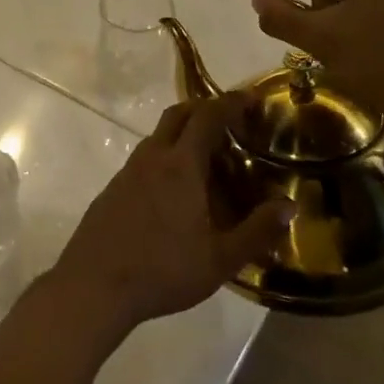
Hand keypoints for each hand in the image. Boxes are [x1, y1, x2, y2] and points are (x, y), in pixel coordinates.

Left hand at [46, 94, 294, 333]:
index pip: (207, 117)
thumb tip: (290, 206)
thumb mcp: (220, 260)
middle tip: (230, 122)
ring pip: (158, 136)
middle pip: (178, 115)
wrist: (94, 286)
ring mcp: (127, 171)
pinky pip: (144, 158)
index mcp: (180, 166)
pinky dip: (165, 157)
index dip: (230, 102)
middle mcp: (152, 158)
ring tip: (207, 157)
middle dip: (204, 109)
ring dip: (182, 133)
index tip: (250, 98)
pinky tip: (175, 189)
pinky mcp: (113, 188)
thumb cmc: (162, 270)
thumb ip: (257, 231)